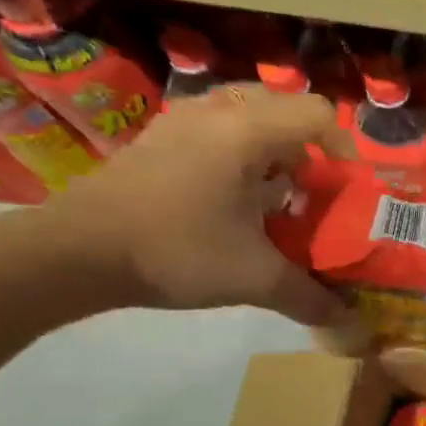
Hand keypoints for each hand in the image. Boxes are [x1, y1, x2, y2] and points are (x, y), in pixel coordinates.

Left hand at [42, 84, 355, 324]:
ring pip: (247, 110)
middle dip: (308, 144)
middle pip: (284, 106)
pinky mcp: (159, 137)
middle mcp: (218, 112)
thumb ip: (309, 296)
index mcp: (248, 132)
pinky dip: (239, 147)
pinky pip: (217, 124)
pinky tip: (232, 193)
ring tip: (274, 188)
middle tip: (311, 186)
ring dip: (272, 144)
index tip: (344, 187)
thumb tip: (348, 319)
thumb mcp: (254, 278)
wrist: (77, 252)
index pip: (317, 113)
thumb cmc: (176, 251)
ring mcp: (182, 120)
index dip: (344, 147)